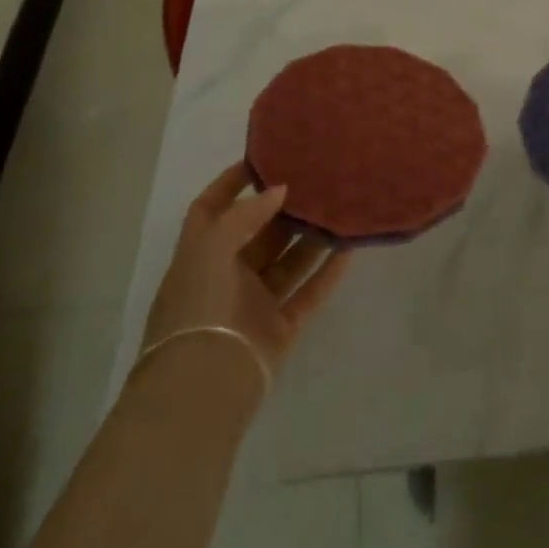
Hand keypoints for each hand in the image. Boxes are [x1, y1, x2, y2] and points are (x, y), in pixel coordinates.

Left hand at [144, 162, 351, 375]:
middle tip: (316, 181)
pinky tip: (349, 250)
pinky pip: (308, 293)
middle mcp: (224, 277)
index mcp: (199, 256)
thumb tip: (280, 190)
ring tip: (340, 209)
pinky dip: (327, 273)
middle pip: (257, 233)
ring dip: (311, 238)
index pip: (209, 209)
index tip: (263, 161)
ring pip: (287, 262)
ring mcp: (253, 304)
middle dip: (282, 209)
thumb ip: (246, 214)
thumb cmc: (199, 307)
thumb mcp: (211, 248)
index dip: (230, 184)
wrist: (204, 386)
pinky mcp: (279, 329)